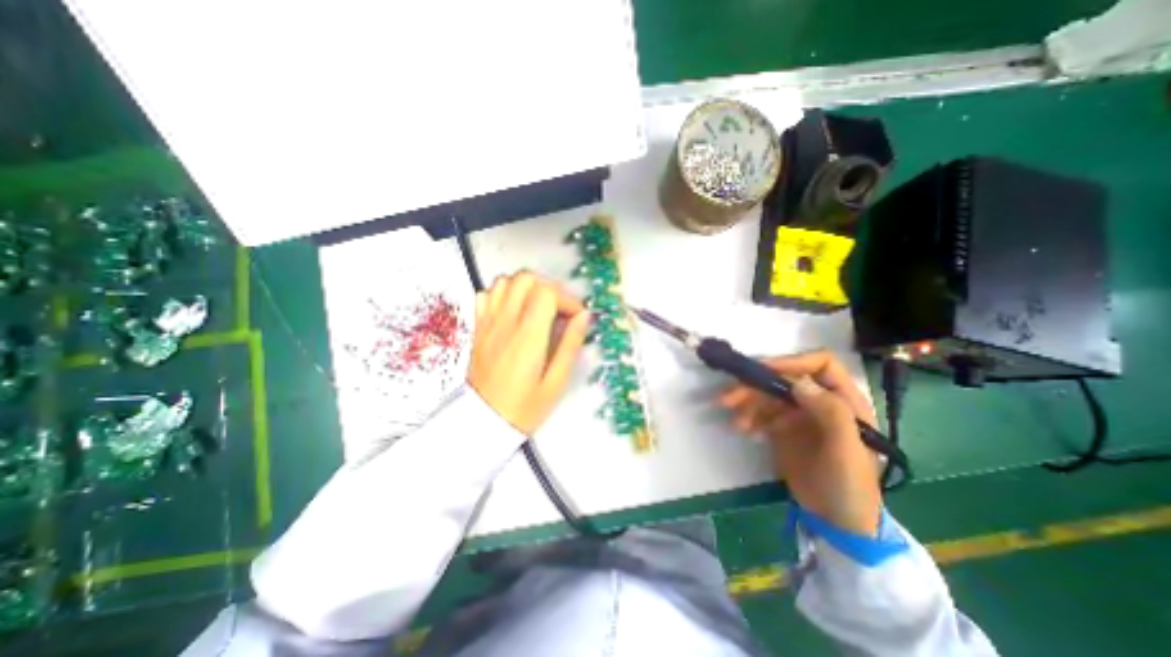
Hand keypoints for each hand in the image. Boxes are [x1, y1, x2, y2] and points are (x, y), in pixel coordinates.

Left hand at [470, 273, 590, 435]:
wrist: (483, 422)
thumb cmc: (524, 407)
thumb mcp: (557, 382)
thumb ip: (571, 345)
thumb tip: (584, 316)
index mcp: (528, 337)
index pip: (547, 293)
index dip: (567, 299)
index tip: (576, 316)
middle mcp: (506, 323)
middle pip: (526, 278)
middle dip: (549, 287)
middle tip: (559, 308)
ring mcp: (488, 323)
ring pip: (506, 281)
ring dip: (527, 287)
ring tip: (539, 307)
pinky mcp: (478, 328)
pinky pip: (487, 295)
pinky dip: (503, 294)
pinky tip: (514, 310)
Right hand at [723, 352, 877, 535]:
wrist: (837, 523)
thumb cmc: (850, 486)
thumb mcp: (846, 450)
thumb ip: (830, 413)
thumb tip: (798, 382)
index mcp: (844, 400)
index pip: (820, 364)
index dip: (792, 362)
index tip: (764, 371)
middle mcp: (820, 401)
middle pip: (785, 379)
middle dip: (756, 386)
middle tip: (730, 398)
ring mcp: (799, 415)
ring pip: (768, 395)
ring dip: (747, 403)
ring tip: (736, 422)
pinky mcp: (783, 428)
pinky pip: (761, 413)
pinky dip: (749, 417)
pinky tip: (744, 430)